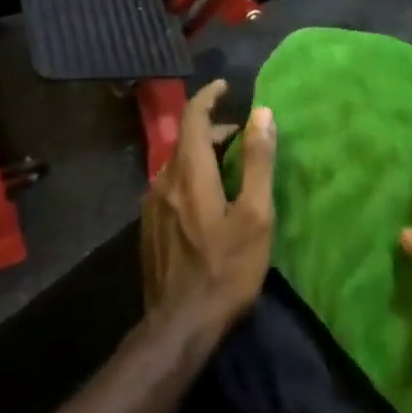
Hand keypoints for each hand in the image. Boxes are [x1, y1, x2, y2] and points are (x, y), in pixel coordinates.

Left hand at [142, 80, 275, 340]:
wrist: (180, 326)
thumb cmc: (226, 268)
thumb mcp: (255, 214)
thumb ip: (257, 161)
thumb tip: (262, 113)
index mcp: (189, 173)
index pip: (192, 118)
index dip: (208, 97)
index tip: (225, 86)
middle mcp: (164, 181)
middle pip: (185, 141)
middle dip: (212, 129)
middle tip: (241, 135)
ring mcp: (152, 207)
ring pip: (177, 164)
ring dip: (202, 154)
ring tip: (229, 166)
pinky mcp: (150, 229)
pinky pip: (171, 186)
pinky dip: (191, 176)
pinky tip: (208, 199)